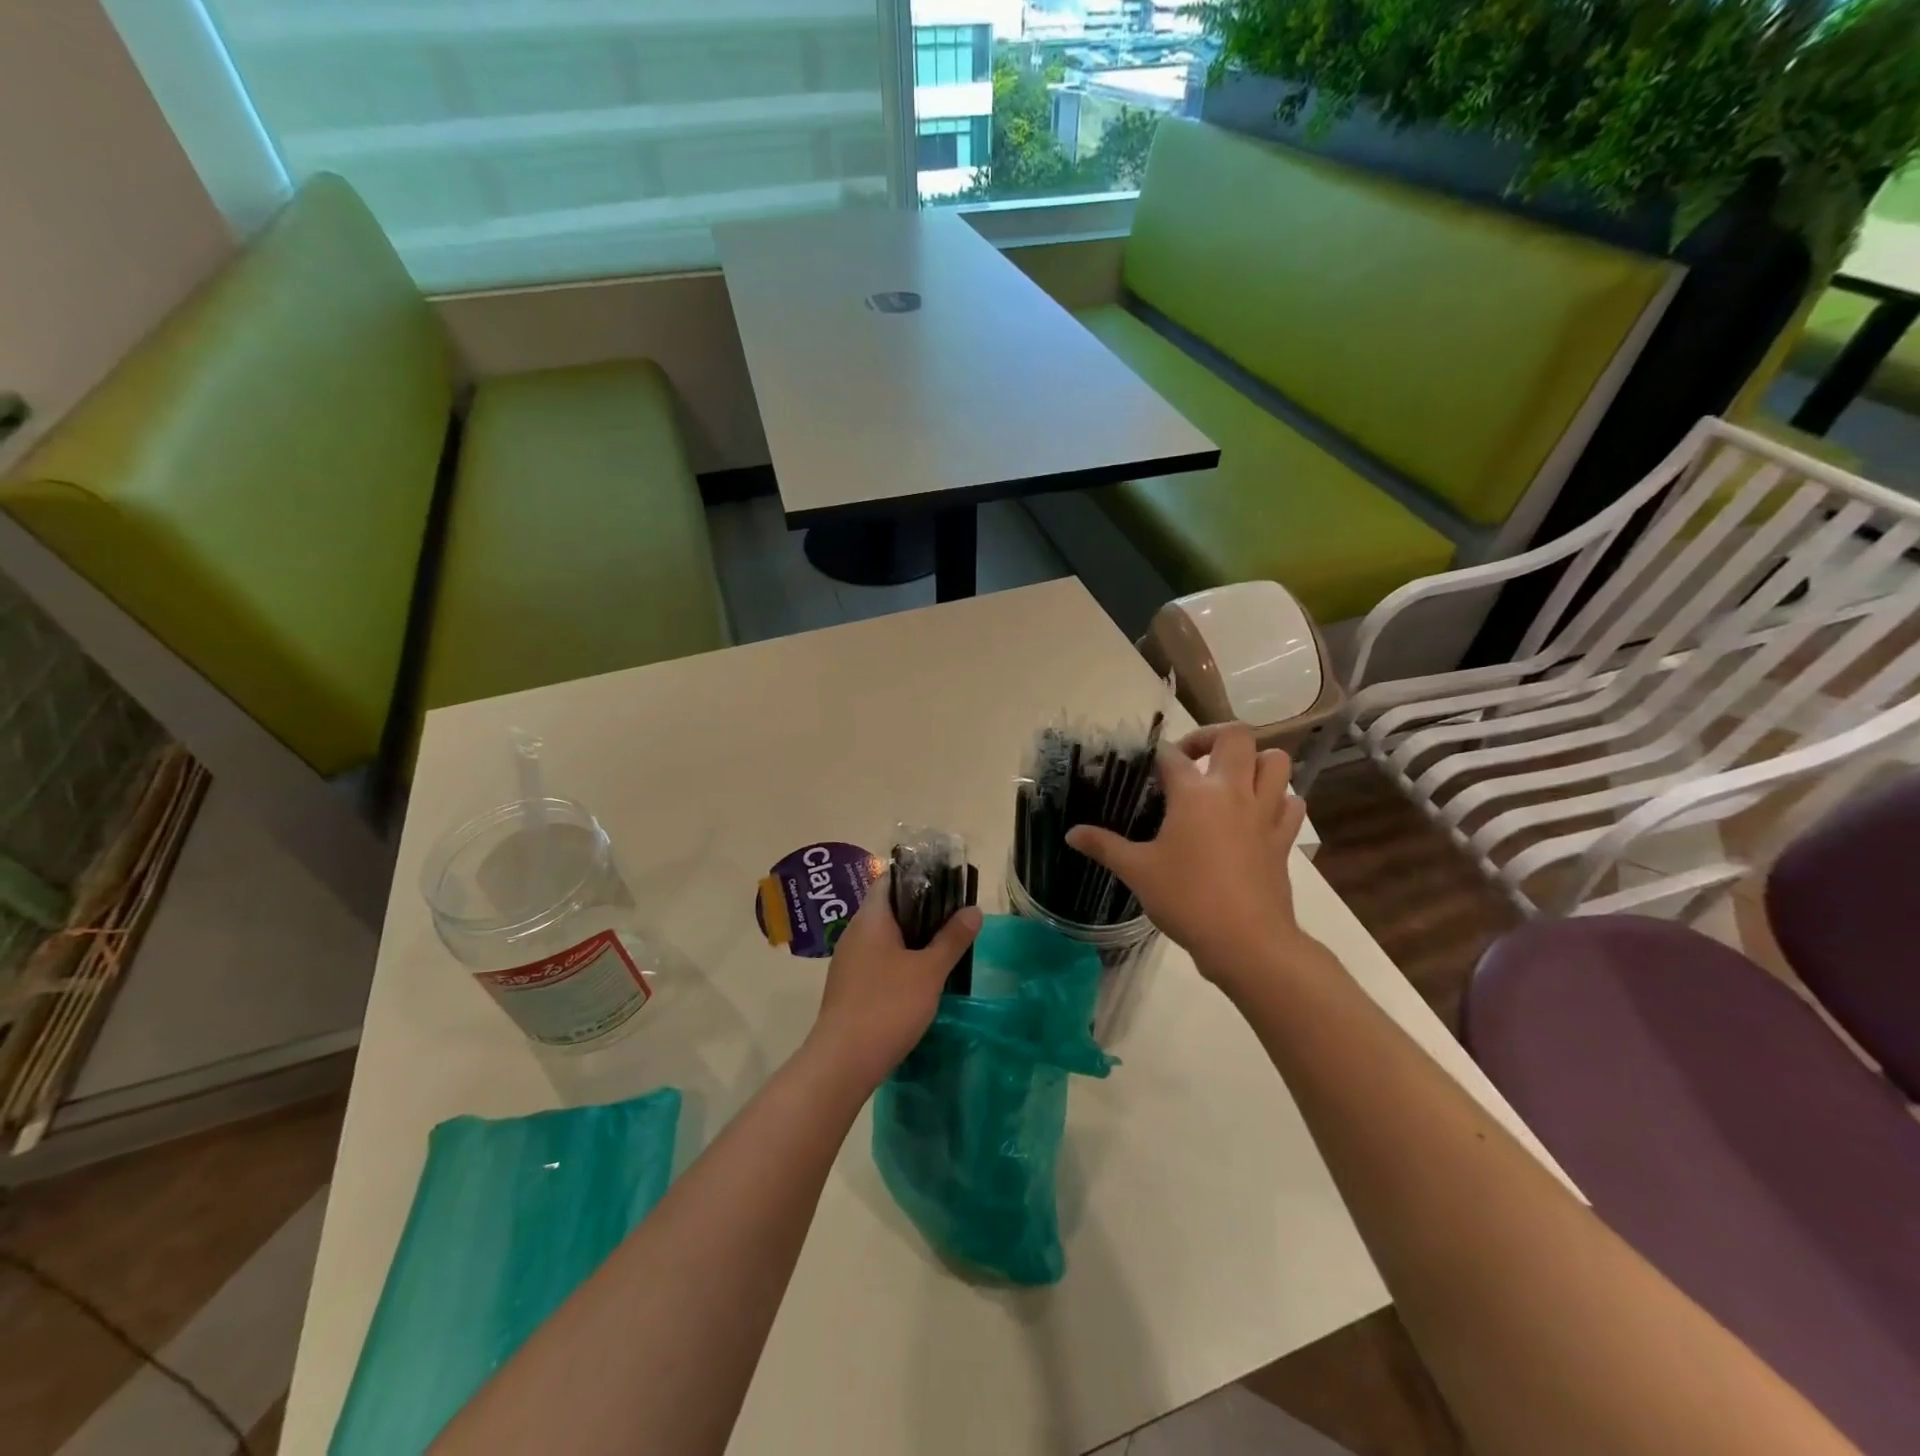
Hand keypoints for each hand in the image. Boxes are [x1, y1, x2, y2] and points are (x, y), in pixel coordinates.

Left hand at [808, 878, 980, 1090]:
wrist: (843, 1061)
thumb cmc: (888, 1006)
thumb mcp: (929, 971)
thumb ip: (952, 938)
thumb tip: (974, 909)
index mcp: (871, 918)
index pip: (891, 879)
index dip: (919, 876)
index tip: (948, 884)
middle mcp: (855, 932)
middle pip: (889, 907)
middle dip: (922, 909)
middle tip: (955, 917)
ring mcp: (849, 960)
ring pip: (885, 936)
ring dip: (912, 937)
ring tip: (944, 945)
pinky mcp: (849, 986)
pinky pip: (878, 959)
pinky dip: (900, 960)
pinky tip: (921, 977)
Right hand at [1066, 723, 1312, 998]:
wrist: (1246, 941)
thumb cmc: (1186, 899)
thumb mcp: (1137, 872)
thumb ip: (1104, 846)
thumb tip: (1071, 833)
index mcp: (1194, 794)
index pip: (1171, 756)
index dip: (1155, 755)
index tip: (1145, 766)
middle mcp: (1233, 791)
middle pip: (1235, 736)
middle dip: (1212, 737)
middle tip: (1192, 759)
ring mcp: (1265, 813)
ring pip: (1276, 761)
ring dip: (1255, 761)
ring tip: (1231, 780)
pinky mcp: (1284, 838)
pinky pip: (1291, 803)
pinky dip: (1279, 800)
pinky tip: (1258, 815)